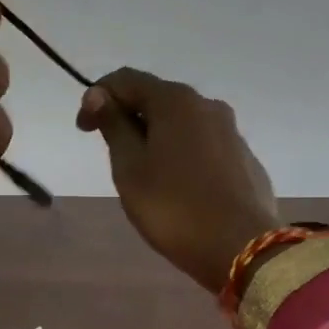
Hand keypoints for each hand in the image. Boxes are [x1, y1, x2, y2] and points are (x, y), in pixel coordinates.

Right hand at [77, 68, 281, 293]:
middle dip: (129, 118)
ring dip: (157, 138)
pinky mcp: (245, 159)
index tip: (83, 130)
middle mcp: (208, 105)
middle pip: (157, 99)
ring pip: (183, 124)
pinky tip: (178, 187)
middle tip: (112, 155)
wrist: (242, 248)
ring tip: (144, 175)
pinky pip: (204, 146)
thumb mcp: (129, 168)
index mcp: (176, 101)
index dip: (97, 97)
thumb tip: (100, 94)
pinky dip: (182, 155)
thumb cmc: (173, 207)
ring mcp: (231, 132)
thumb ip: (114, 126)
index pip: (126, 80)